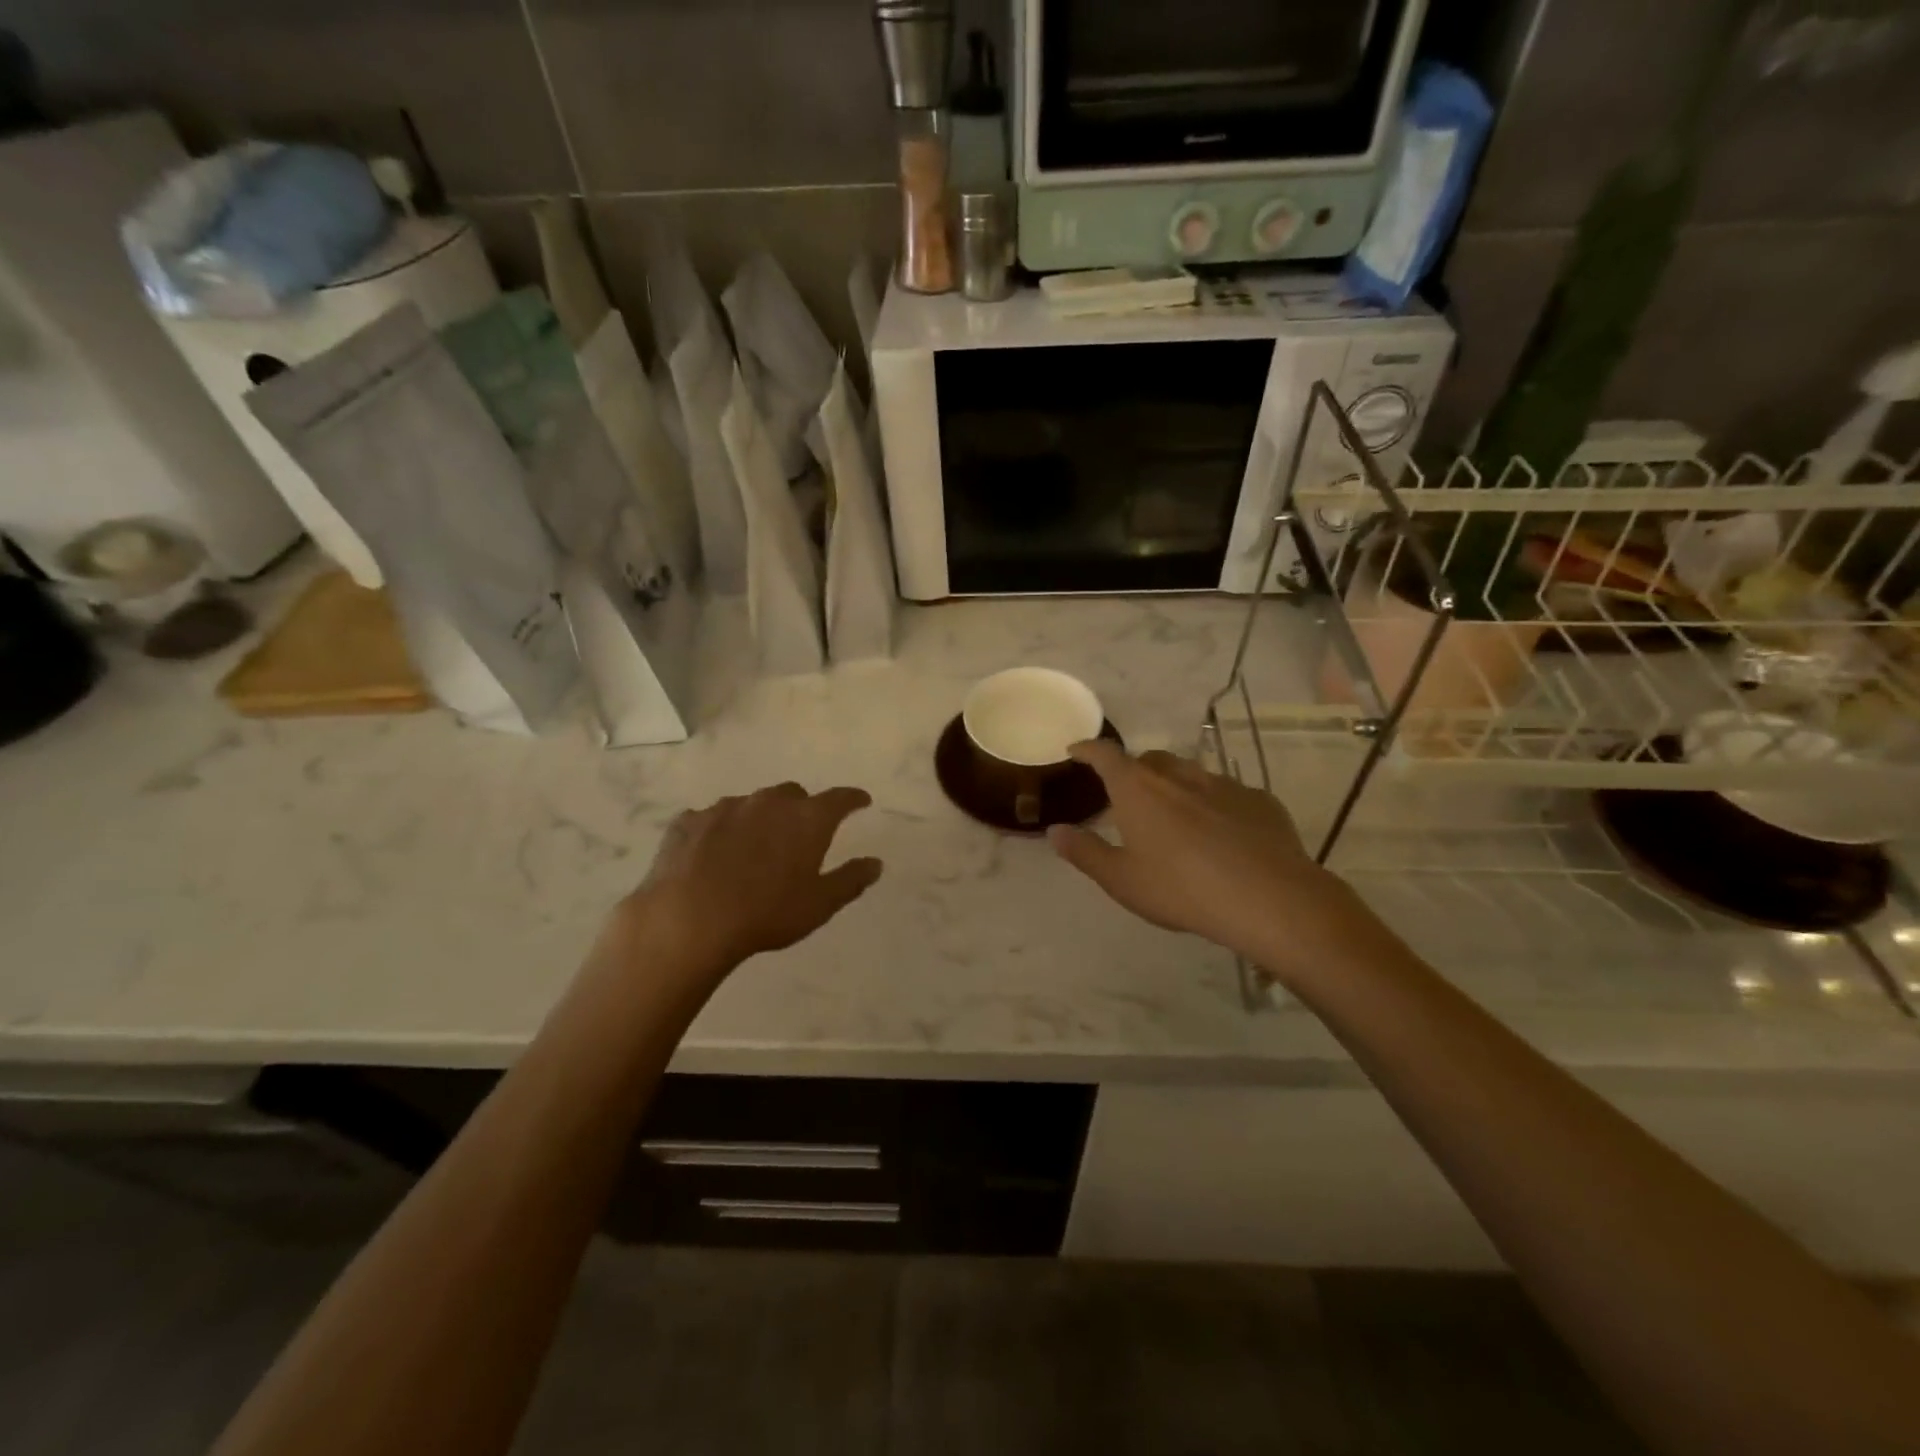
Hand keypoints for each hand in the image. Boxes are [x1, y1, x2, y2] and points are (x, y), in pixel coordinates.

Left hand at [614, 783, 882, 985]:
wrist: (688, 919)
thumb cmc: (766, 913)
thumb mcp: (819, 905)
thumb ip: (851, 880)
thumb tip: (876, 863)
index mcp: (806, 819)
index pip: (839, 799)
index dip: (853, 799)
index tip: (861, 801)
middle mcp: (768, 802)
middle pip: (792, 794)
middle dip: (801, 808)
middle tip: (800, 833)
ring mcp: (725, 807)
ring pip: (751, 804)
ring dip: (758, 818)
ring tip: (753, 848)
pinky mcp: (688, 821)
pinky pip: (711, 818)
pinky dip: (719, 830)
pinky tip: (712, 854)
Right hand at [1048, 741, 1376, 984]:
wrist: (1269, 899)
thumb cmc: (1182, 889)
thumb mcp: (1122, 880)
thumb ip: (1085, 852)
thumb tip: (1054, 831)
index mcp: (1138, 789)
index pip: (1106, 755)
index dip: (1088, 749)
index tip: (1076, 751)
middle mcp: (1178, 776)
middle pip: (1149, 759)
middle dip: (1134, 770)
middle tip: (1128, 796)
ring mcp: (1223, 784)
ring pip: (1190, 773)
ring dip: (1175, 786)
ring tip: (1175, 816)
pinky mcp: (1259, 800)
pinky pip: (1226, 793)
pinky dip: (1213, 804)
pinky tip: (1221, 834)